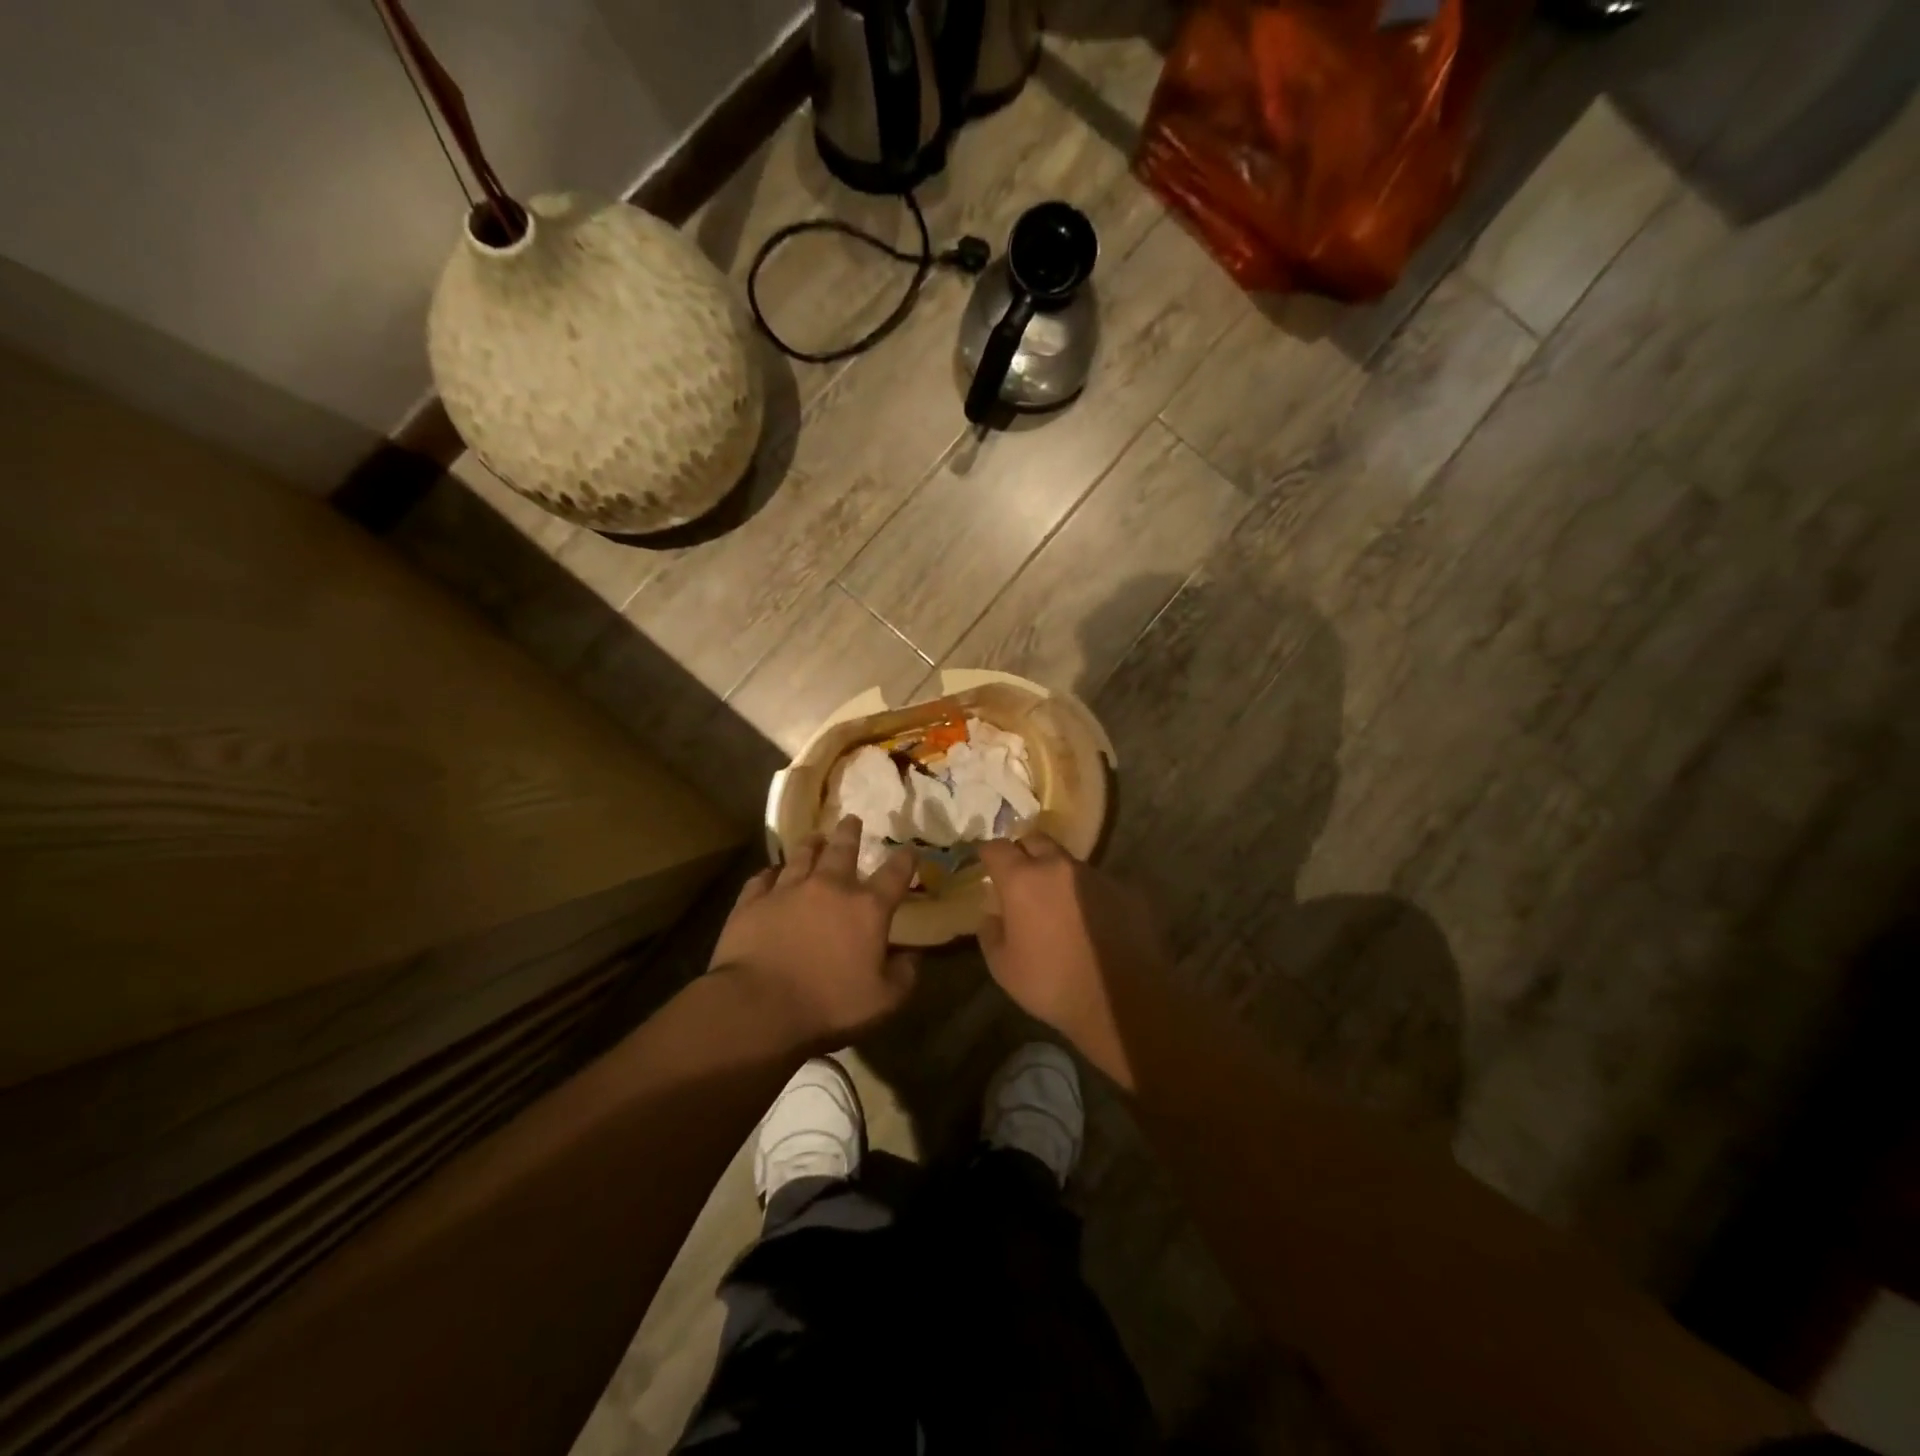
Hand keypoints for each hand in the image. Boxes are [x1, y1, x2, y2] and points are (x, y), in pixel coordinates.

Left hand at [710, 815, 917, 1049]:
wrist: (758, 1006)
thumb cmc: (828, 1004)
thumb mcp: (883, 1001)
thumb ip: (904, 976)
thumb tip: (913, 957)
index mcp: (867, 908)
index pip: (894, 875)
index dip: (906, 860)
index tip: (909, 850)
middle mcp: (829, 888)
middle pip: (843, 850)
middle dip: (850, 833)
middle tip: (852, 819)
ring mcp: (787, 890)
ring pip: (801, 857)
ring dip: (811, 845)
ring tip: (815, 836)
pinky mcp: (752, 902)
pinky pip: (761, 879)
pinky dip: (768, 875)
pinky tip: (769, 874)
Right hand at [976, 834, 1168, 1084]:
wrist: (1123, 1000)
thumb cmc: (1052, 984)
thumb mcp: (1003, 967)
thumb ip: (990, 933)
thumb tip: (992, 915)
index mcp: (1023, 880)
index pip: (997, 847)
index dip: (988, 853)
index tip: (985, 862)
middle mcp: (1059, 867)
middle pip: (1036, 841)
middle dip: (1024, 853)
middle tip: (1021, 877)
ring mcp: (1097, 875)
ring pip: (1069, 863)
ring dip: (1059, 877)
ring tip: (1060, 906)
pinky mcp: (1126, 889)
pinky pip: (1098, 884)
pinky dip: (1088, 896)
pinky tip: (1093, 923)